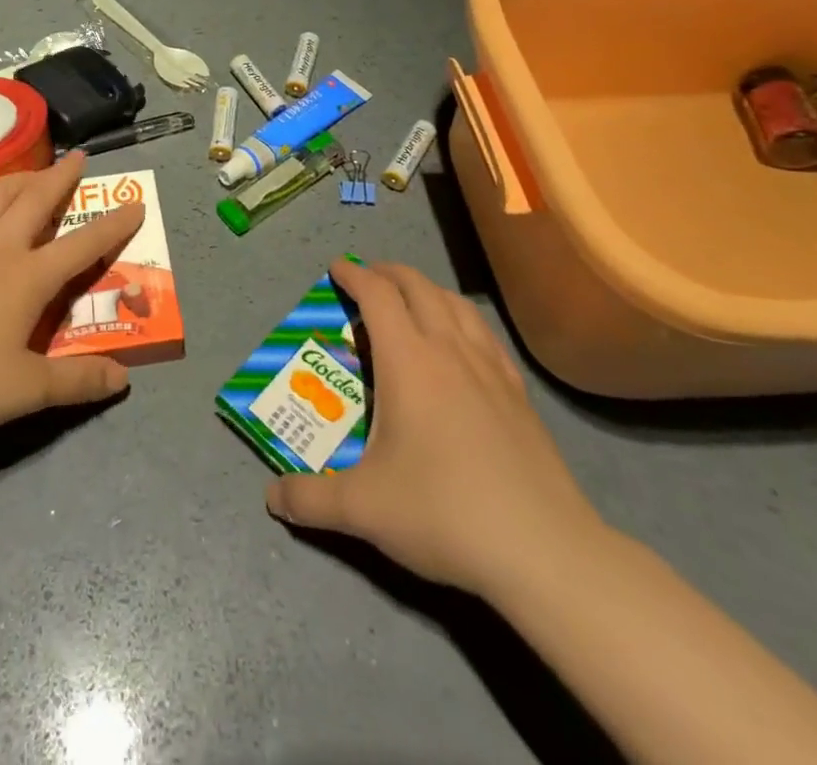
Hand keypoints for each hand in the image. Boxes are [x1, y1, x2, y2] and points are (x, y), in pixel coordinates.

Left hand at [0, 151, 143, 445]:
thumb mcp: (24, 391)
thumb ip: (76, 382)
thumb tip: (123, 378)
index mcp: (26, 277)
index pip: (82, 244)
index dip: (113, 225)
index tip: (136, 203)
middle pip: (34, 200)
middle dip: (61, 177)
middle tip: (78, 157)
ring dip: (18, 179)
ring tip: (30, 173)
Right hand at [266, 259, 609, 599]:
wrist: (544, 549)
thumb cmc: (445, 512)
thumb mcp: (364, 509)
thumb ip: (310, 500)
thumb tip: (273, 498)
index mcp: (409, 361)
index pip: (377, 296)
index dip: (354, 275)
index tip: (337, 268)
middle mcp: (449, 349)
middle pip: (417, 286)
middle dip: (388, 273)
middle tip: (367, 279)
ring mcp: (489, 367)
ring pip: (454, 303)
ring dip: (426, 289)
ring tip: (410, 301)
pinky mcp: (518, 391)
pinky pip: (483, 333)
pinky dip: (461, 318)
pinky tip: (461, 342)